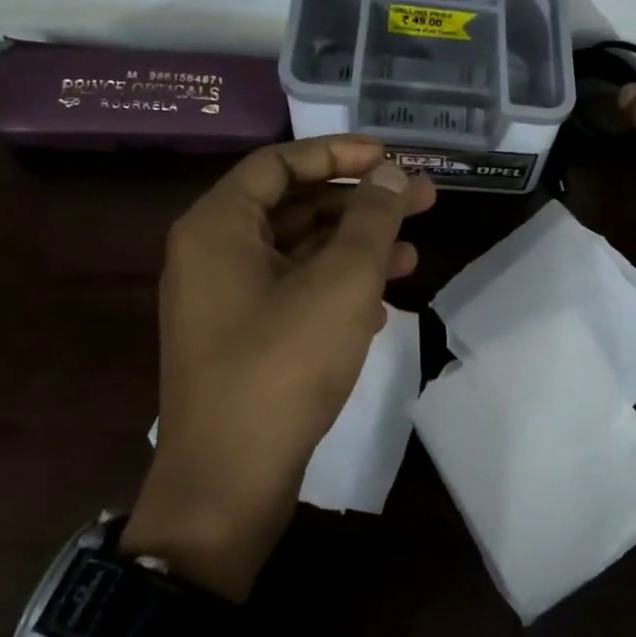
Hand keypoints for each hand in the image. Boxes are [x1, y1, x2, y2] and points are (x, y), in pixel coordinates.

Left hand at [125, 137, 435, 599]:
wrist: (228, 484)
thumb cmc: (282, 366)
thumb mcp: (341, 283)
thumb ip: (371, 221)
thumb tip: (393, 175)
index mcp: (218, 228)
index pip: (280, 164)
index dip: (338, 153)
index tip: (391, 158)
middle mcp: (213, 256)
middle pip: (294, 208)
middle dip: (360, 204)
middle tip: (422, 201)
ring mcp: (226, 303)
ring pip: (299, 254)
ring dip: (356, 249)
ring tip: (413, 253)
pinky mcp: (244, 341)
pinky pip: (294, 294)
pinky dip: (337, 289)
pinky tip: (381, 303)